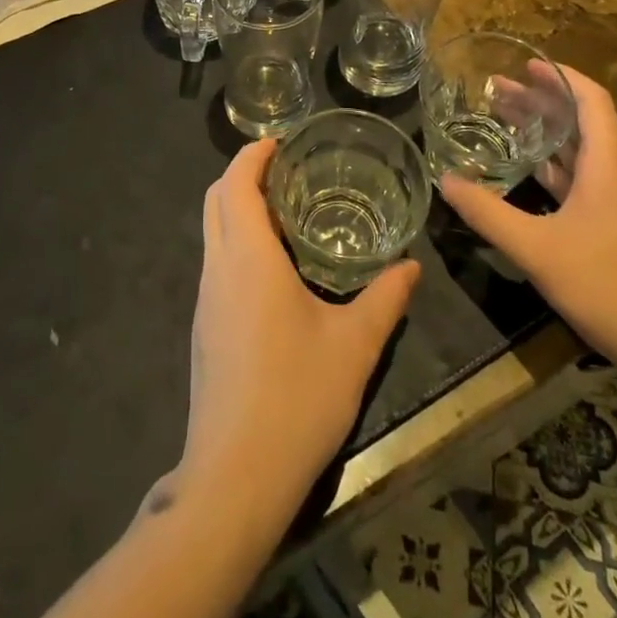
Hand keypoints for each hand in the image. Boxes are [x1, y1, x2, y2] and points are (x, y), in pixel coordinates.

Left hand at [174, 140, 419, 523]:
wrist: (235, 475)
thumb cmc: (297, 397)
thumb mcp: (355, 346)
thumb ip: (385, 300)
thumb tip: (411, 267)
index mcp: (248, 257)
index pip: (236, 183)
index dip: (253, 155)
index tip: (280, 142)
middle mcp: (218, 267)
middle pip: (215, 199)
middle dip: (243, 174)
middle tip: (286, 170)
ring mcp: (206, 299)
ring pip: (212, 231)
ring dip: (238, 208)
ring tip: (285, 212)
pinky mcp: (204, 327)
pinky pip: (216, 262)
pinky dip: (237, 241)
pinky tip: (273, 268)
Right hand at [438, 65, 616, 366]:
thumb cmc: (606, 285)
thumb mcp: (536, 248)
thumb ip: (487, 213)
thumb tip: (444, 180)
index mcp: (606, 166)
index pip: (591, 101)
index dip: (560, 77)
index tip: (526, 64)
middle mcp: (614, 175)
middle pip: (580, 122)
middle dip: (540, 101)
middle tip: (496, 90)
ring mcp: (615, 202)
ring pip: (578, 151)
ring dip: (544, 132)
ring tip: (502, 119)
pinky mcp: (612, 225)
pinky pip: (578, 178)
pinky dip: (550, 164)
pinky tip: (524, 170)